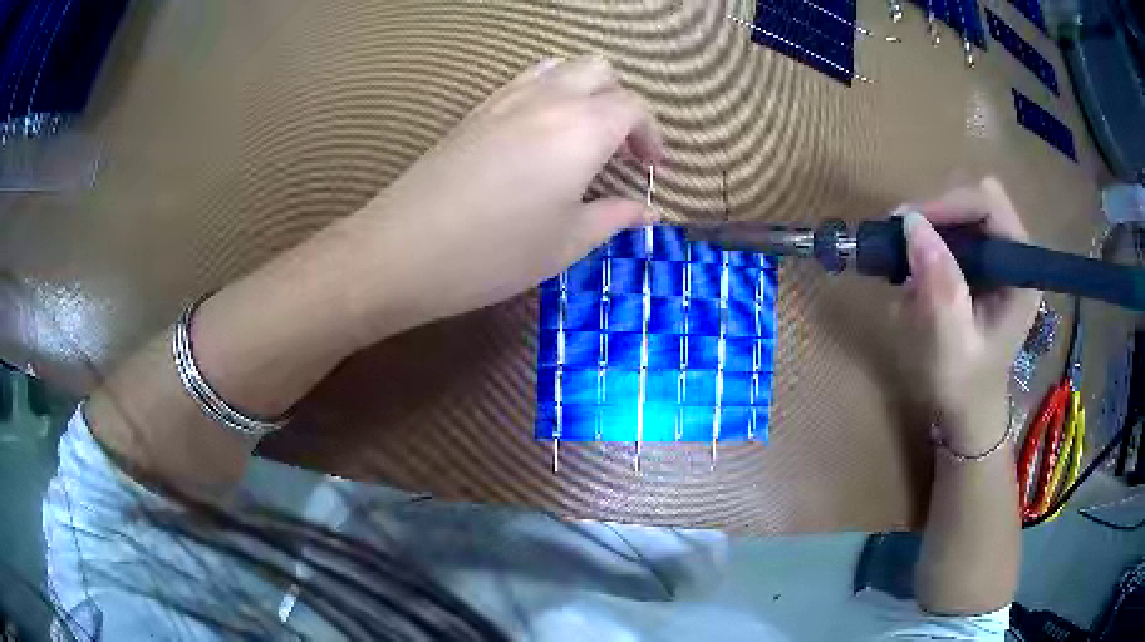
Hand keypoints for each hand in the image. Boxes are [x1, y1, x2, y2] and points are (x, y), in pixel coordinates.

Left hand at [340, 56, 662, 340]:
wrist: (403, 250)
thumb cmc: (496, 252)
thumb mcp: (567, 242)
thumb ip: (615, 217)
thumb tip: (650, 211)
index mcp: (582, 128)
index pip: (633, 107)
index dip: (652, 135)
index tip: (652, 169)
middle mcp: (549, 99)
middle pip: (600, 70)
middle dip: (621, 102)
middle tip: (620, 148)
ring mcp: (507, 98)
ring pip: (561, 67)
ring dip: (584, 91)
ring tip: (583, 135)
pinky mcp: (476, 110)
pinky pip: (525, 81)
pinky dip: (549, 93)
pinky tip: (540, 134)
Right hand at [898, 178, 1040, 453]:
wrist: (969, 414)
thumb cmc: (965, 388)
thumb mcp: (952, 345)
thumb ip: (940, 287)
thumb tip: (912, 224)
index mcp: (1020, 273)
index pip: (989, 205)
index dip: (949, 204)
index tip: (908, 223)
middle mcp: (1014, 256)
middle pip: (976, 200)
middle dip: (938, 212)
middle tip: (901, 236)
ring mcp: (999, 259)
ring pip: (963, 211)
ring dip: (931, 226)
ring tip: (904, 256)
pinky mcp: (984, 265)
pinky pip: (956, 231)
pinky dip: (932, 240)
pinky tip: (916, 268)